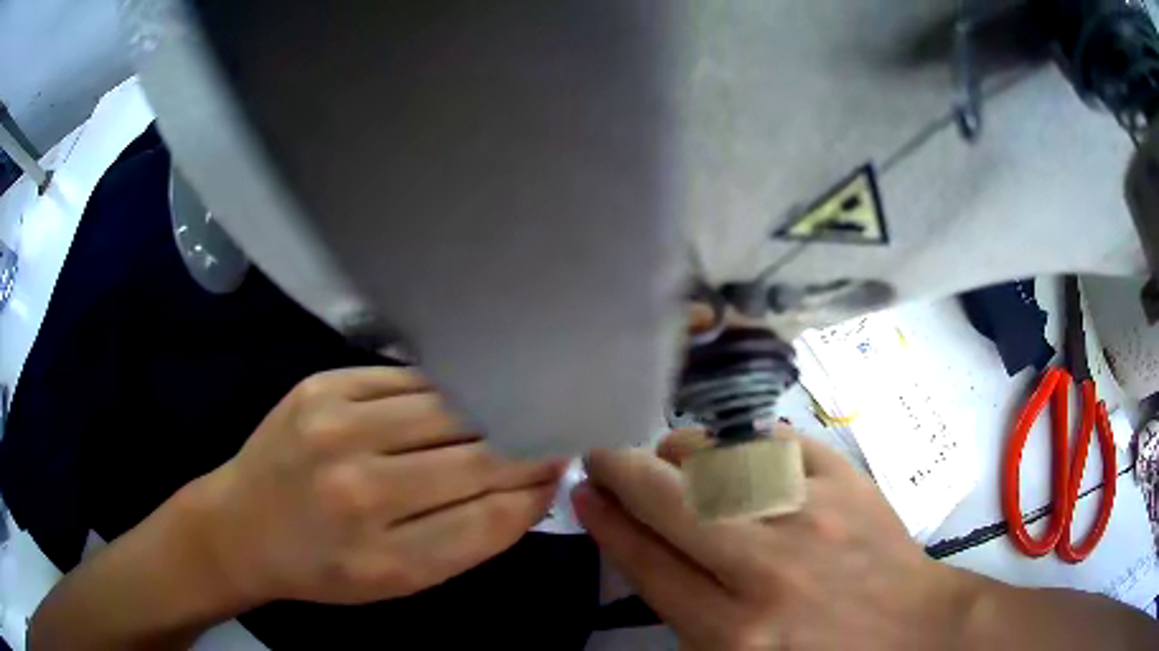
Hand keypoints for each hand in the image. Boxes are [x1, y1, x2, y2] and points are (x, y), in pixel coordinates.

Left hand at [192, 367, 563, 606]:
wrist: (241, 525)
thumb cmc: (322, 568)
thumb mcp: (397, 581)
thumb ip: (466, 540)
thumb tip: (529, 490)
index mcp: (383, 558)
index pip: (488, 517)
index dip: (533, 490)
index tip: (560, 469)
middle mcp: (359, 488)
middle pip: (474, 457)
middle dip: (522, 446)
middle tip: (548, 433)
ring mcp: (335, 425)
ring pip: (446, 409)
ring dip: (488, 411)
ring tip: (510, 409)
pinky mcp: (321, 385)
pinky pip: (406, 379)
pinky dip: (441, 390)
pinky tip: (456, 397)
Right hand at [572, 428, 975, 649]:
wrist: (911, 631)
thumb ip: (687, 610)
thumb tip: (644, 545)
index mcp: (733, 632)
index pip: (647, 563)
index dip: (607, 522)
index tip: (585, 493)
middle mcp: (768, 571)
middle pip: (672, 504)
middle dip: (624, 471)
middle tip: (604, 457)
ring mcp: (813, 517)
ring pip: (722, 461)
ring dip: (681, 452)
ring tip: (668, 455)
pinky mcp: (848, 485)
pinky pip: (782, 444)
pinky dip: (747, 442)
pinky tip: (736, 451)